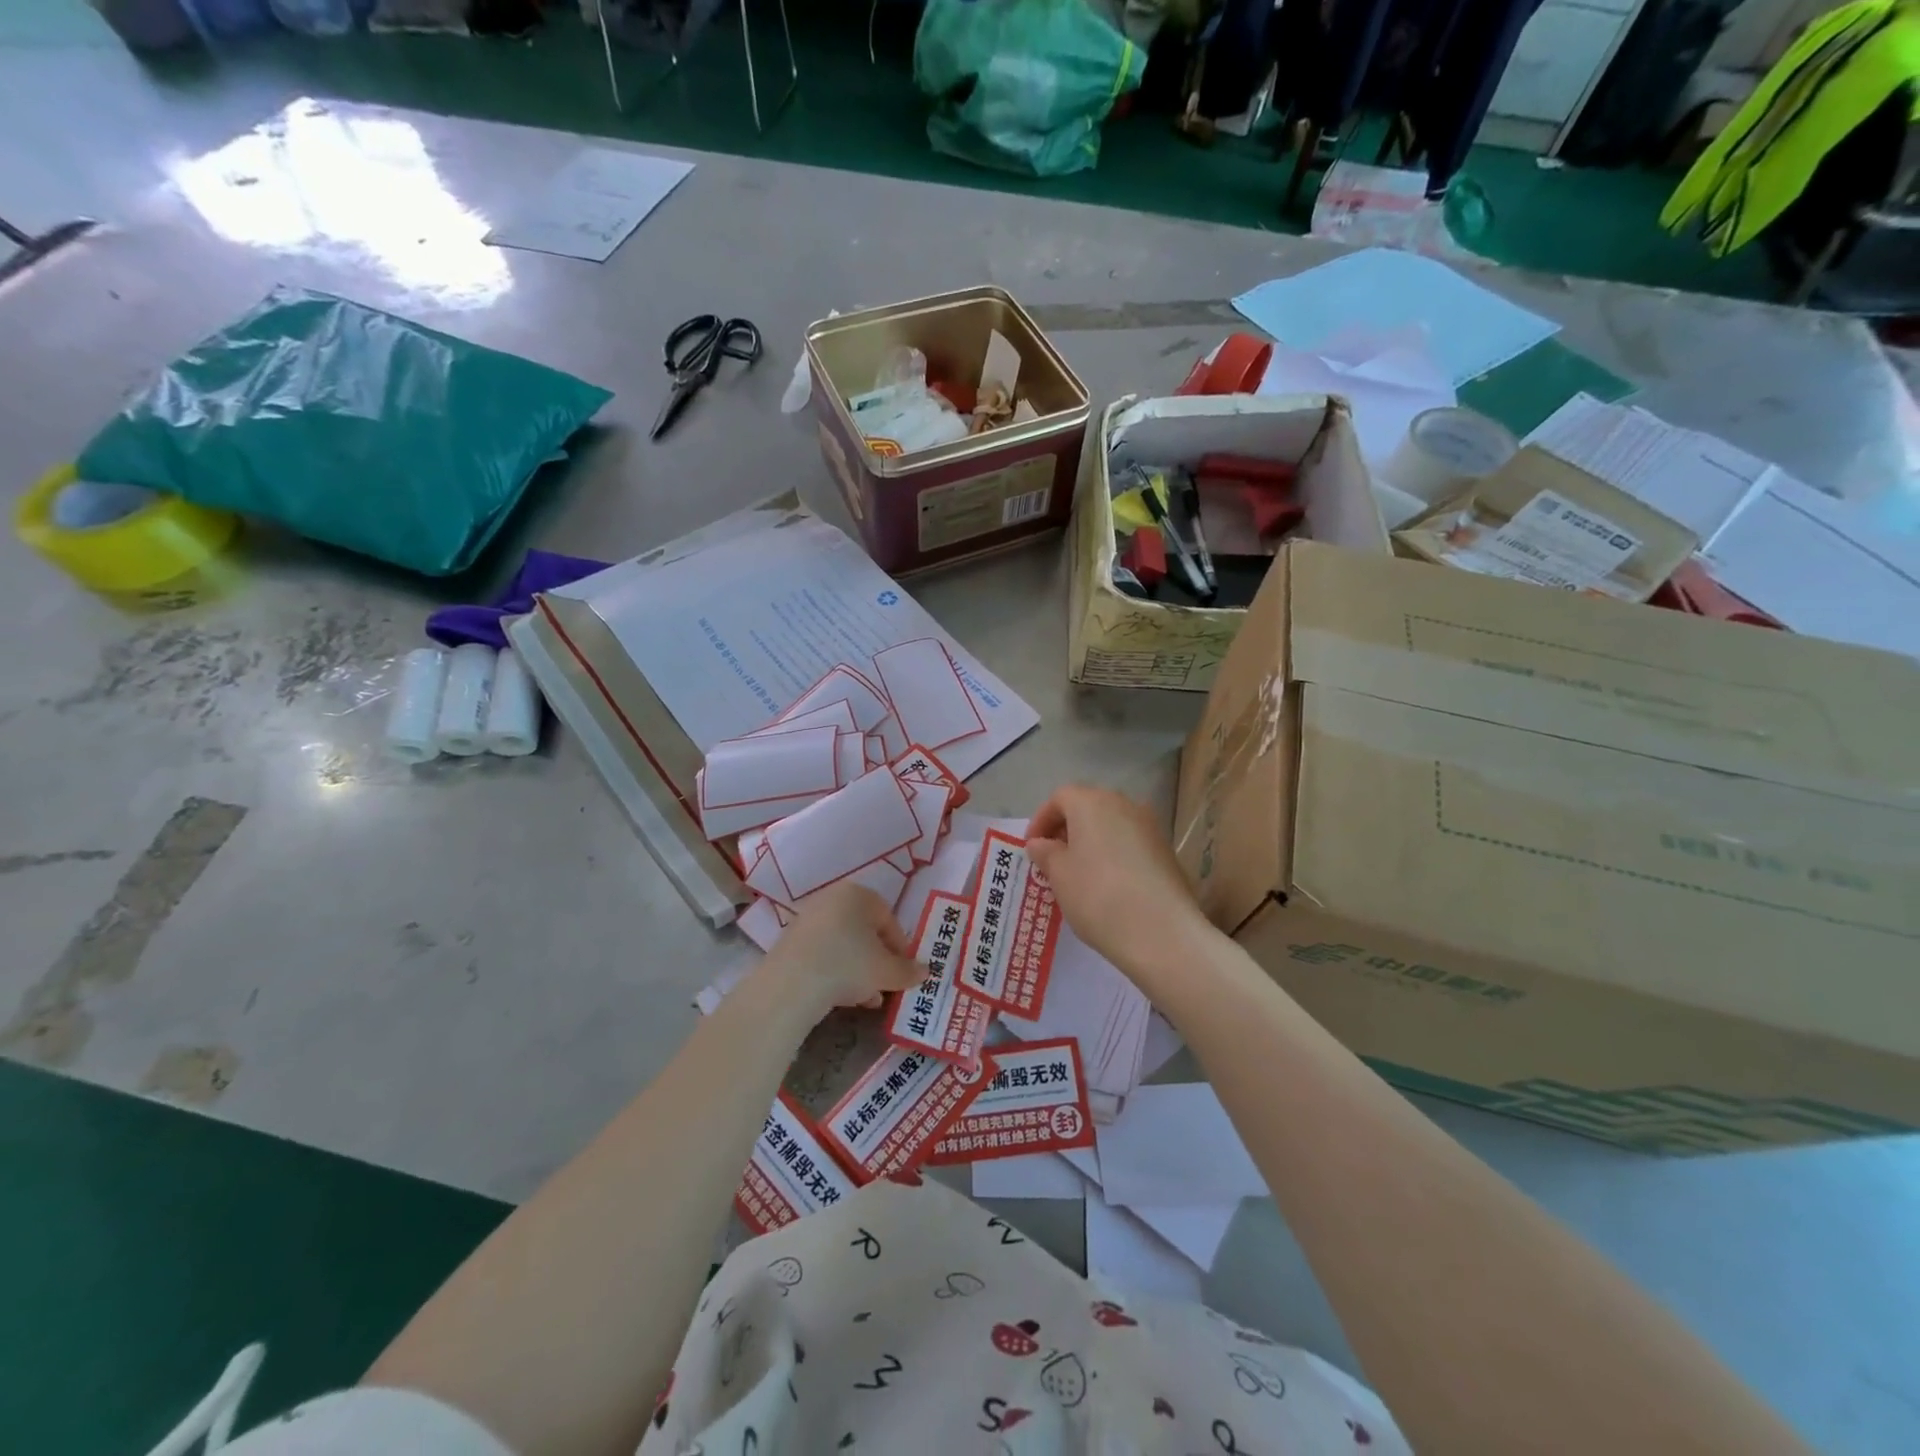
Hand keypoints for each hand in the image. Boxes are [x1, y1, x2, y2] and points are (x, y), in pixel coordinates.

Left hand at [758, 882, 923, 1023]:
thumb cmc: (849, 965)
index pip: (889, 919)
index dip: (901, 948)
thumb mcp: (887, 971)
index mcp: (859, 894)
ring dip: (859, 970)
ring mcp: (808, 919)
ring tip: (868, 998)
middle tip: (887, 985)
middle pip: (865, 931)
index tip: (904, 971)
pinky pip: (823, 953)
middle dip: (878, 960)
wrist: (792, 984)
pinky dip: (836, 971)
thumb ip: (908, 970)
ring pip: (844, 944)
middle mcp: (832, 899)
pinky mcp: (790, 941)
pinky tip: (843, 997)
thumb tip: (924, 971)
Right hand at [1026, 785, 1213, 979]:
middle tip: (1053, 860)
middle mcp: (1123, 804)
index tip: (1032, 848)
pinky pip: (1130, 843)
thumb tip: (1040, 843)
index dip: (1041, 820)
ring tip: (1079, 874)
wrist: (1160, 931)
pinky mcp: (1166, 850)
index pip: (1060, 798)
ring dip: (1091, 842)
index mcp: (1092, 803)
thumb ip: (1046, 853)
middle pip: (1088, 807)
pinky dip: (1113, 854)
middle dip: (1066, 829)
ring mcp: (1150, 826)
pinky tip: (1108, 884)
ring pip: (1111, 825)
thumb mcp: (1059, 875)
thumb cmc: (1097, 896)